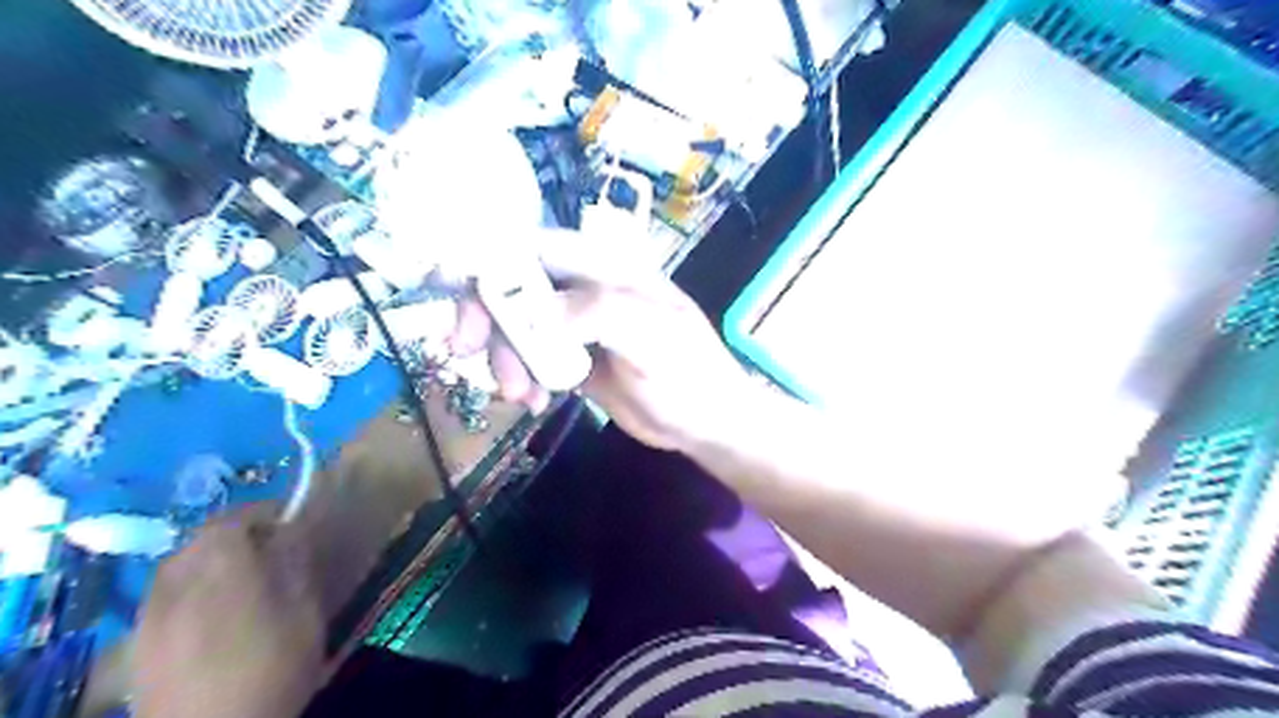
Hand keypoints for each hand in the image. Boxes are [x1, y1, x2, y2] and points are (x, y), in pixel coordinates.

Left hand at [133, 506, 321, 716]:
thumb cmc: (271, 668)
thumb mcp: (304, 612)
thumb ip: (294, 564)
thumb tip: (292, 530)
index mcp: (220, 566)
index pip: (235, 517)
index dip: (264, 512)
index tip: (292, 520)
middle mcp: (177, 580)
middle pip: (200, 539)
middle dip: (235, 534)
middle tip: (269, 548)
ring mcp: (149, 614)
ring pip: (177, 567)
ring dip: (208, 560)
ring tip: (240, 578)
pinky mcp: (137, 645)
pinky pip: (163, 597)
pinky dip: (188, 589)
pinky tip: (209, 613)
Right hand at [448, 233, 749, 450]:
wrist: (706, 423)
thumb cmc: (689, 374)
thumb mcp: (653, 339)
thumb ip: (599, 313)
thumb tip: (535, 312)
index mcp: (607, 267)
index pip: (535, 247)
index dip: (489, 261)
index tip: (451, 291)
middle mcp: (585, 287)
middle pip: (515, 285)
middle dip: (487, 317)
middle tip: (467, 353)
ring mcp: (577, 324)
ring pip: (517, 325)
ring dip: (504, 357)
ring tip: (518, 395)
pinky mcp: (573, 356)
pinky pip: (530, 357)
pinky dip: (520, 376)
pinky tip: (532, 401)